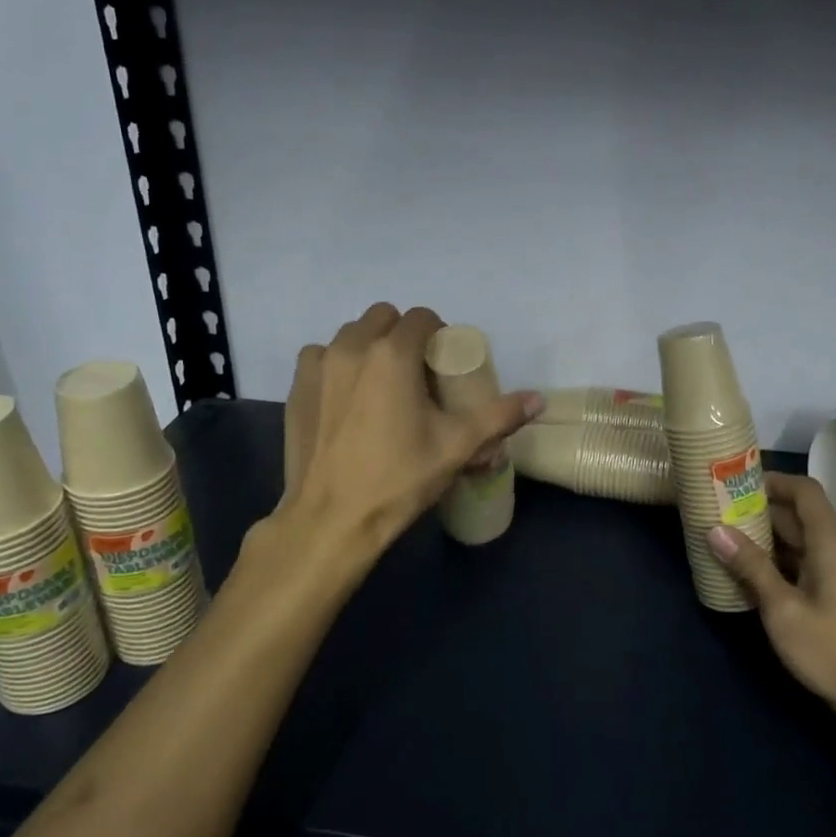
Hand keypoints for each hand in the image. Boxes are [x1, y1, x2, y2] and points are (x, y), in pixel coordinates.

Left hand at [282, 303, 541, 549]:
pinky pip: (320, 357)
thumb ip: (500, 416)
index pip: (421, 317)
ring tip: (381, 384)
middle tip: (416, 373)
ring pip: (350, 334)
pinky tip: (346, 397)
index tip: (444, 364)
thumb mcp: (457, 446)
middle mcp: (352, 347)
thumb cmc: (399, 478)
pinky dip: (336, 364)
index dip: (438, 334)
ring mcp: (318, 366)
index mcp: (393, 354)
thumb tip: (539, 399)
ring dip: (369, 346)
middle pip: (383, 317)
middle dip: (403, 335)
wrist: (332, 519)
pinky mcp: (296, 387)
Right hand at [708, 473, 835, 737]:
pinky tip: (748, 575)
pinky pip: (802, 564)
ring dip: (765, 537)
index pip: (803, 490)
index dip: (771, 480)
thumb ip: (751, 567)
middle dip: (758, 509)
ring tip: (724, 538)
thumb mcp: (783, 609)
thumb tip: (715, 529)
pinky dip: (776, 561)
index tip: (733, 482)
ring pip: (798, 541)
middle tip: (716, 510)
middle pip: (798, 514)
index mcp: (830, 541)